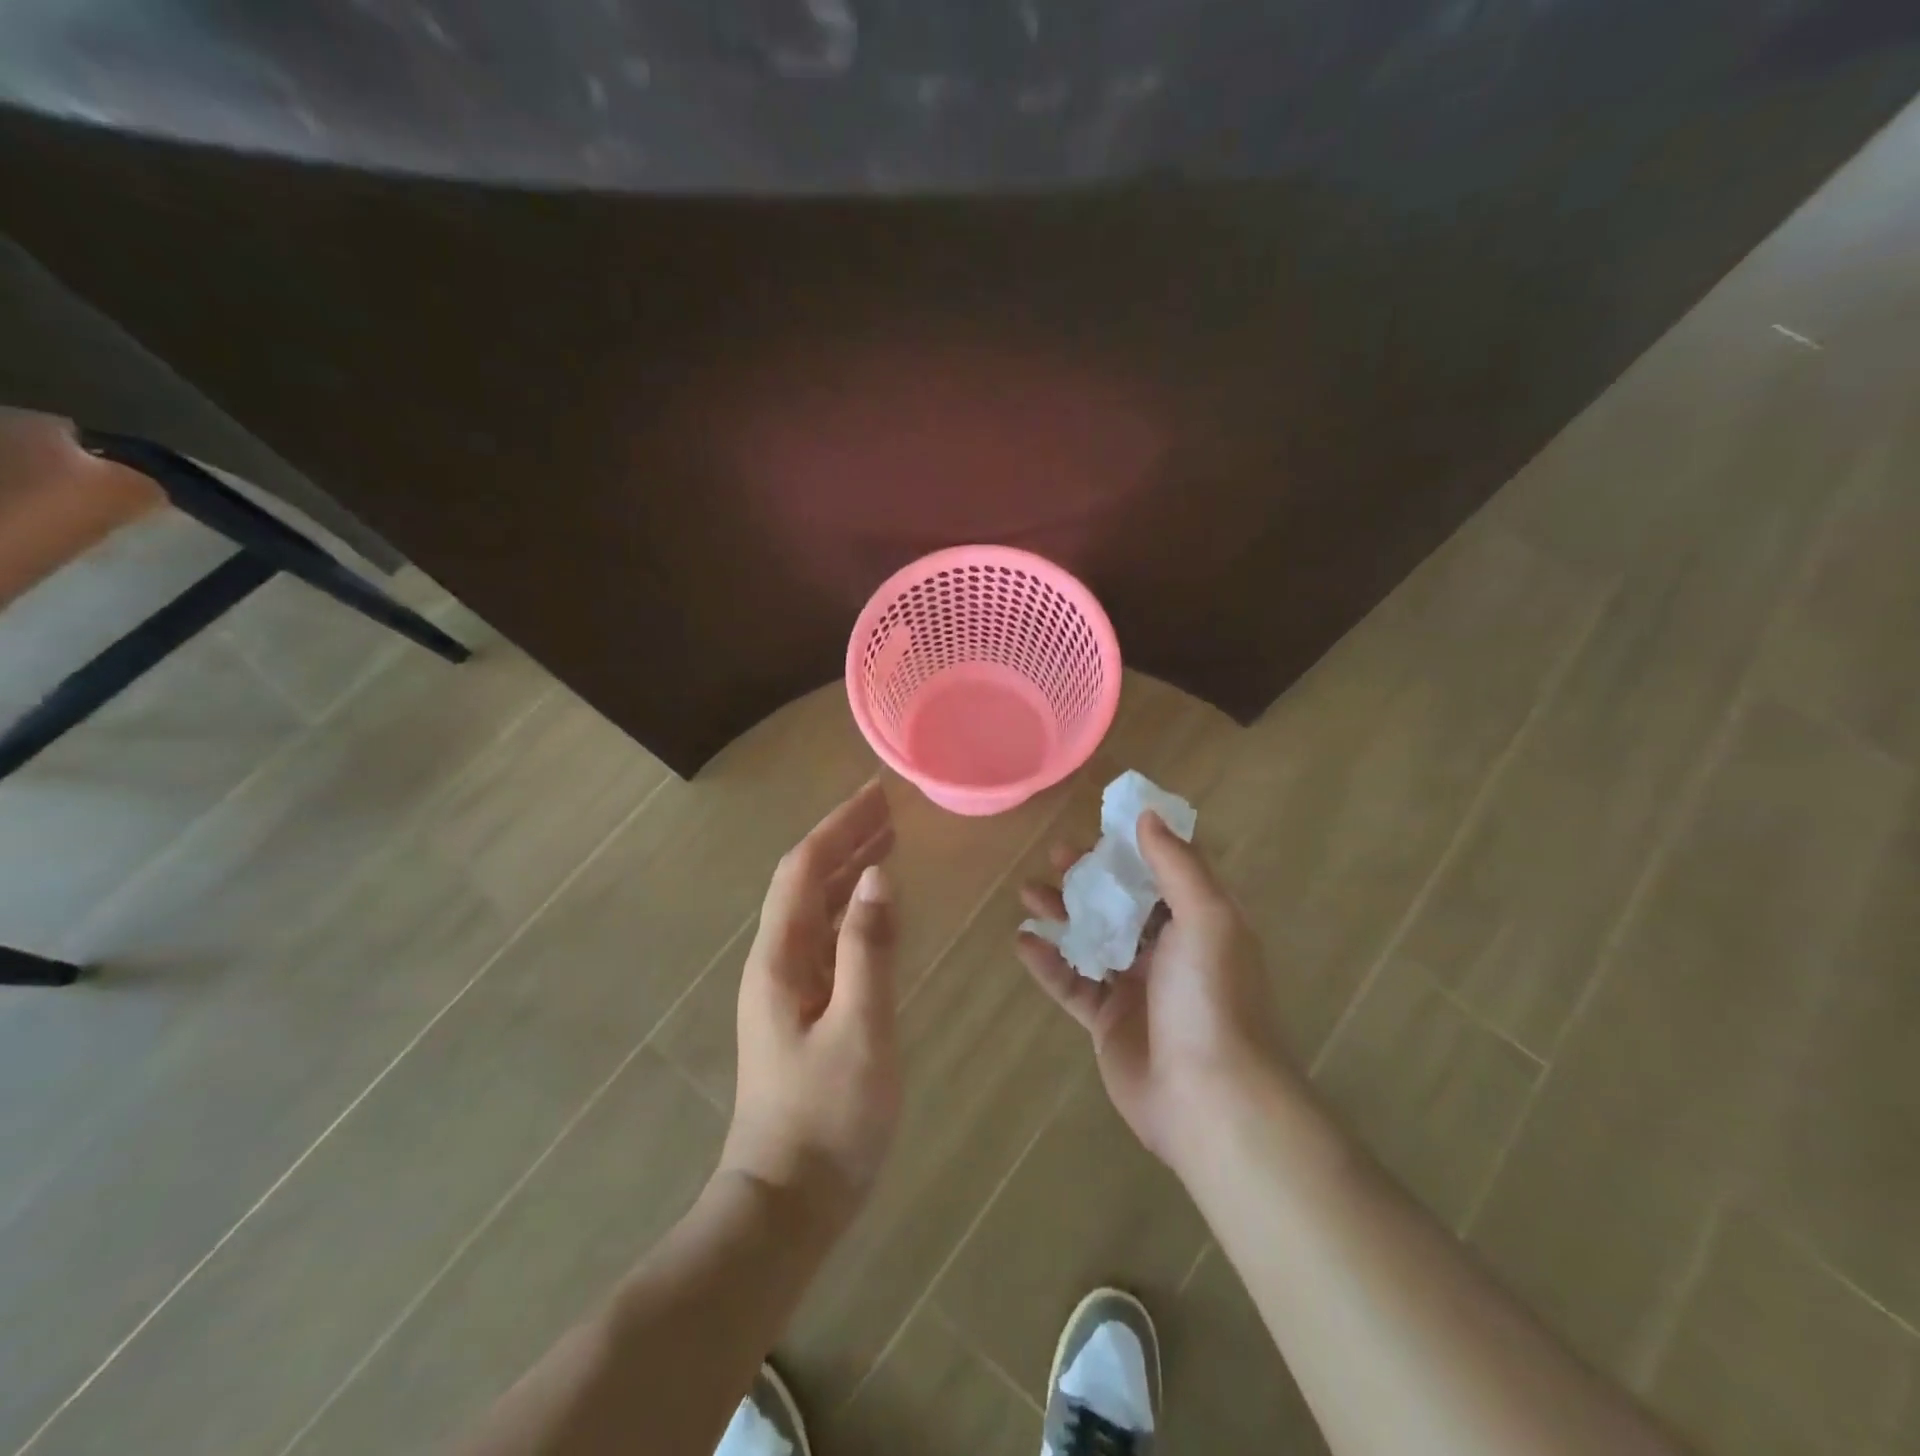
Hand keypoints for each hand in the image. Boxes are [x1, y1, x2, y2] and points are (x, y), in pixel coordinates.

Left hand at [720, 780, 899, 1233]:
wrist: (786, 1202)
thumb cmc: (829, 1117)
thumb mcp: (860, 1028)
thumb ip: (869, 949)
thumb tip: (879, 875)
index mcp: (781, 957)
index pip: (805, 868)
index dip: (839, 826)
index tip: (876, 794)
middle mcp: (776, 960)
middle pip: (806, 880)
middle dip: (845, 838)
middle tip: (889, 808)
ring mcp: (785, 986)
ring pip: (815, 908)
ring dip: (848, 869)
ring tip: (887, 842)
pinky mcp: (801, 1009)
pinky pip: (826, 937)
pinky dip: (851, 908)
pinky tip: (875, 908)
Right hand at [1016, 812, 1281, 1174]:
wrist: (1210, 1100)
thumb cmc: (1211, 997)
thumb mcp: (1206, 918)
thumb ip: (1176, 865)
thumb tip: (1148, 815)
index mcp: (1199, 923)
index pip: (1164, 873)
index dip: (1134, 849)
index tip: (1100, 827)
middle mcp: (1170, 951)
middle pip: (1122, 903)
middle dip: (1090, 878)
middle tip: (1056, 857)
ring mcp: (1137, 987)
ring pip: (1092, 938)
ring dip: (1062, 913)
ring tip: (1027, 892)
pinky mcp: (1109, 1022)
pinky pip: (1072, 983)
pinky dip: (1048, 963)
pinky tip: (1023, 943)